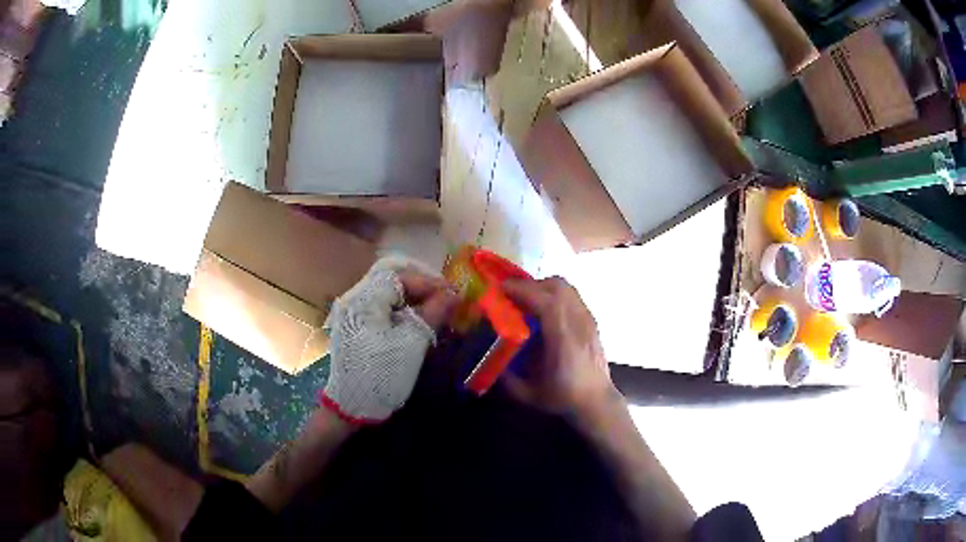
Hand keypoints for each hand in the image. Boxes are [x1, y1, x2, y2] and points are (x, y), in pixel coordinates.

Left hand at [322, 258, 456, 423]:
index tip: (453, 294)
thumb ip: (434, 313)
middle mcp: (354, 298)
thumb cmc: (382, 374)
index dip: (429, 282)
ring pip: (387, 292)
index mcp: (364, 299)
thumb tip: (455, 293)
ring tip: (437, 309)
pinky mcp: (355, 324)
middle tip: (446, 298)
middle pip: (392, 279)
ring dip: (413, 297)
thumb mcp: (412, 343)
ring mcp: (352, 311)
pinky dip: (402, 308)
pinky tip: (418, 319)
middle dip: (421, 286)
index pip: (400, 276)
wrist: (352, 406)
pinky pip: (381, 306)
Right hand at [501, 277, 616, 415]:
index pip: (546, 302)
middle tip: (512, 296)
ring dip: (543, 288)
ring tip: (527, 301)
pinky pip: (572, 296)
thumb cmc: (564, 398)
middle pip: (557, 286)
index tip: (501, 289)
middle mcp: (578, 323)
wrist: (597, 401)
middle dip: (531, 285)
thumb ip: (507, 378)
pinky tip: (545, 312)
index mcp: (563, 339)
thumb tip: (490, 359)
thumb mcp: (529, 394)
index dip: (522, 290)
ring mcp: (588, 320)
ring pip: (566, 288)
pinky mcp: (592, 321)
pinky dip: (554, 295)